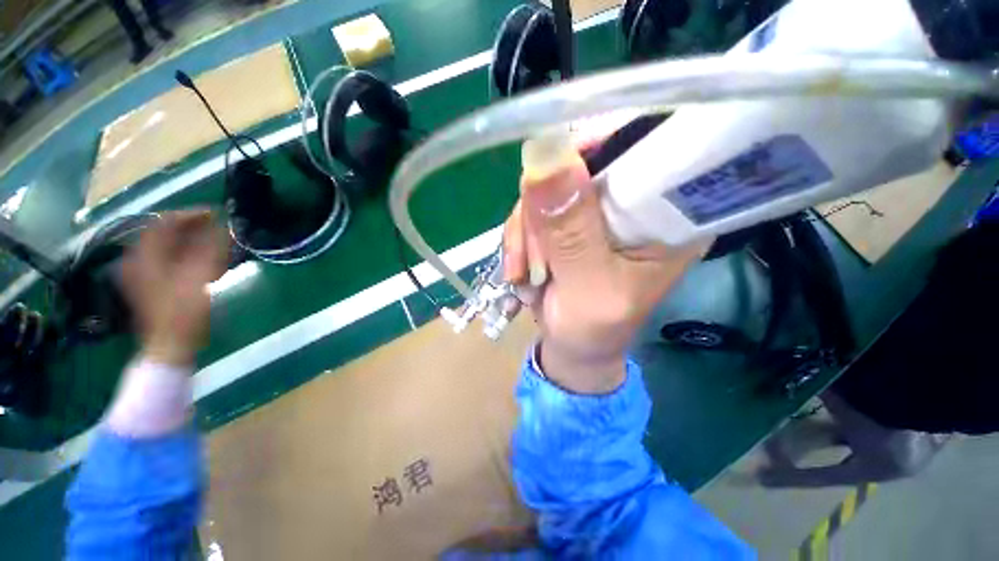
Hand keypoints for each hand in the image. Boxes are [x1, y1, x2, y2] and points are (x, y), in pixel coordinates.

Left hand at [121, 210, 227, 366]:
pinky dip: (182, 252)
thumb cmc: (184, 310)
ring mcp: (139, 271)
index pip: (165, 221)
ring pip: (164, 245)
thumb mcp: (201, 276)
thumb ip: (211, 247)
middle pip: (163, 232)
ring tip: (212, 240)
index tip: (216, 214)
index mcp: (146, 254)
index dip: (191, 214)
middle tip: (216, 227)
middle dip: (191, 227)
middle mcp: (137, 258)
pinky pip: (164, 257)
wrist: (170, 343)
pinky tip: (198, 257)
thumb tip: (222, 225)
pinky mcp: (146, 282)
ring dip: (188, 239)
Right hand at [503, 142, 708, 393]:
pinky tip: (521, 268)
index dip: (590, 150)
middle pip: (582, 162)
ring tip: (524, 274)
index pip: (642, 145)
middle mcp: (638, 200)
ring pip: (548, 185)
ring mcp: (599, 207)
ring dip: (526, 230)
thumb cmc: (593, 329)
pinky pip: (534, 205)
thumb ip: (570, 233)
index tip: (550, 189)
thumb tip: (545, 158)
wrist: (574, 345)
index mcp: (668, 215)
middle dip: (543, 210)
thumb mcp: (588, 288)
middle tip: (532, 260)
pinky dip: (520, 235)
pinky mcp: (571, 217)